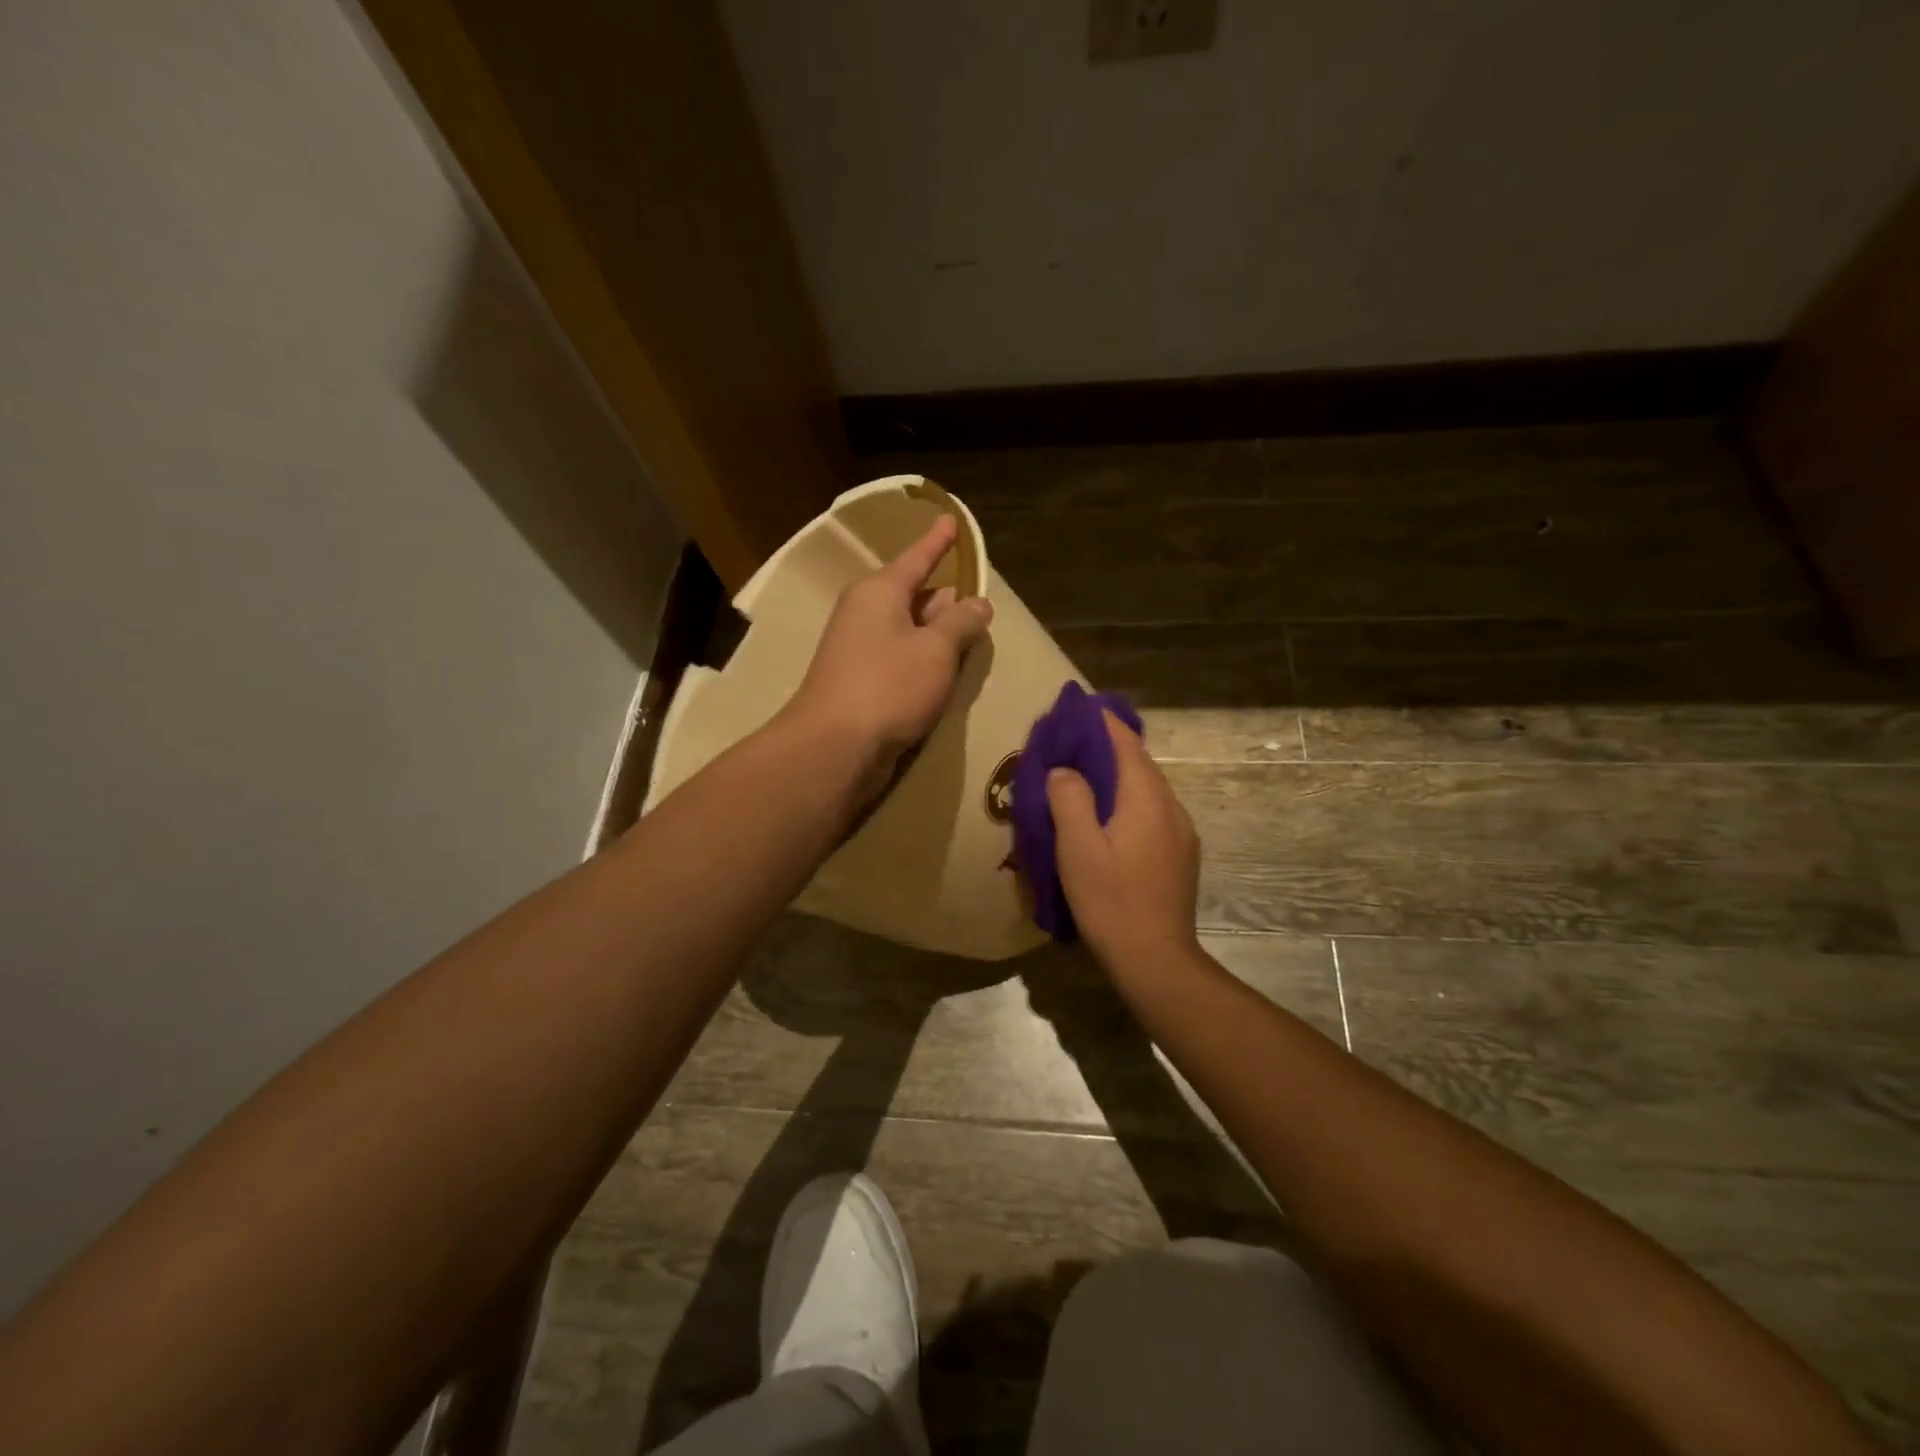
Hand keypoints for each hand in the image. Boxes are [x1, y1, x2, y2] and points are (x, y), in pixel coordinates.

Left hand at [784, 514, 993, 795]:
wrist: (834, 747)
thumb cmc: (889, 686)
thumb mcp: (937, 650)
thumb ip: (961, 623)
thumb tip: (978, 603)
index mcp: (880, 592)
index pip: (917, 558)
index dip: (938, 541)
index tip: (951, 521)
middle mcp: (864, 613)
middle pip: (915, 596)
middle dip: (946, 602)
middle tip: (978, 610)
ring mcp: (858, 649)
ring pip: (909, 631)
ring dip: (937, 638)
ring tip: (969, 645)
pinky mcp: (859, 683)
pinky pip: (899, 660)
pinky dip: (922, 663)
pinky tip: (942, 678)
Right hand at [1046, 710, 1201, 968]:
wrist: (1156, 959)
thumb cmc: (1111, 901)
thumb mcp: (1077, 849)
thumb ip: (1069, 799)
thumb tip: (1065, 770)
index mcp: (1147, 799)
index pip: (1126, 744)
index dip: (1102, 722)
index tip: (1077, 709)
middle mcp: (1171, 807)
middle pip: (1139, 763)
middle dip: (1107, 747)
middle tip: (1070, 743)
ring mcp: (1181, 832)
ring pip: (1147, 789)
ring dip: (1118, 776)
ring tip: (1083, 777)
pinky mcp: (1180, 854)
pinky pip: (1152, 811)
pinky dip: (1128, 800)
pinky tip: (1107, 817)